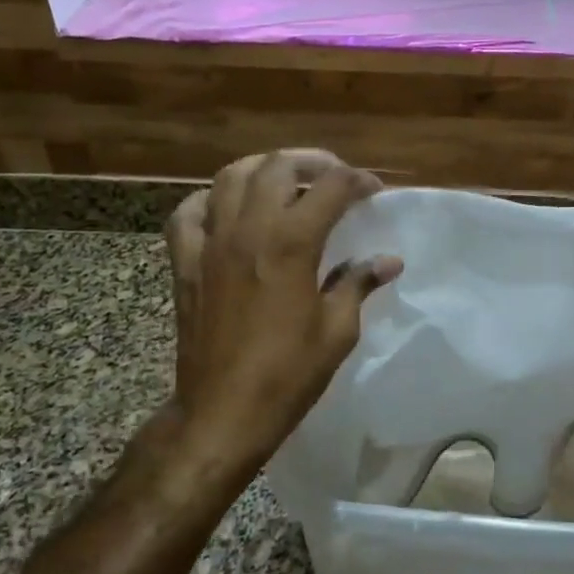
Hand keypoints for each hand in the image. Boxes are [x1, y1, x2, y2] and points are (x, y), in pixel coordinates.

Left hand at [164, 149, 402, 466]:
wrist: (223, 412)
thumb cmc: (288, 374)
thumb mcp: (337, 330)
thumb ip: (358, 284)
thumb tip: (388, 260)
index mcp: (292, 243)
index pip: (331, 187)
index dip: (358, 181)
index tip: (374, 190)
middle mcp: (248, 230)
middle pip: (277, 166)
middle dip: (312, 162)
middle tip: (333, 178)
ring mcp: (210, 243)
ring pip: (230, 177)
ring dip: (263, 170)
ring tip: (284, 182)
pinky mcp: (185, 263)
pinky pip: (188, 213)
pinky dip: (210, 200)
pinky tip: (227, 210)